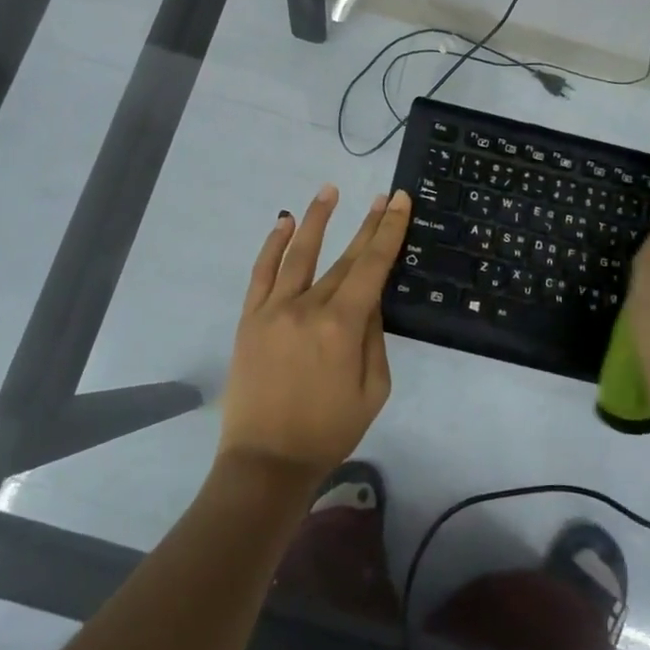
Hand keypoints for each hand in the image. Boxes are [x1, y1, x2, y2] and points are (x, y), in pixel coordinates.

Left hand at [219, 184, 411, 484]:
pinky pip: (261, 273)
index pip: (372, 266)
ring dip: (316, 218)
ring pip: (298, 253)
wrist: (267, 460)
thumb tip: (370, 299)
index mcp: (343, 325)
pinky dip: (273, 245)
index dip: (388, 231)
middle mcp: (308, 307)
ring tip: (330, 190)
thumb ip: (373, 338)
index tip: (400, 202)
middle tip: (383, 198)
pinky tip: (283, 222)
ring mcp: (274, 309)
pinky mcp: (250, 318)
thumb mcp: (373, 390)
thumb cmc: (329, 431)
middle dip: (367, 225)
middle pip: (344, 257)